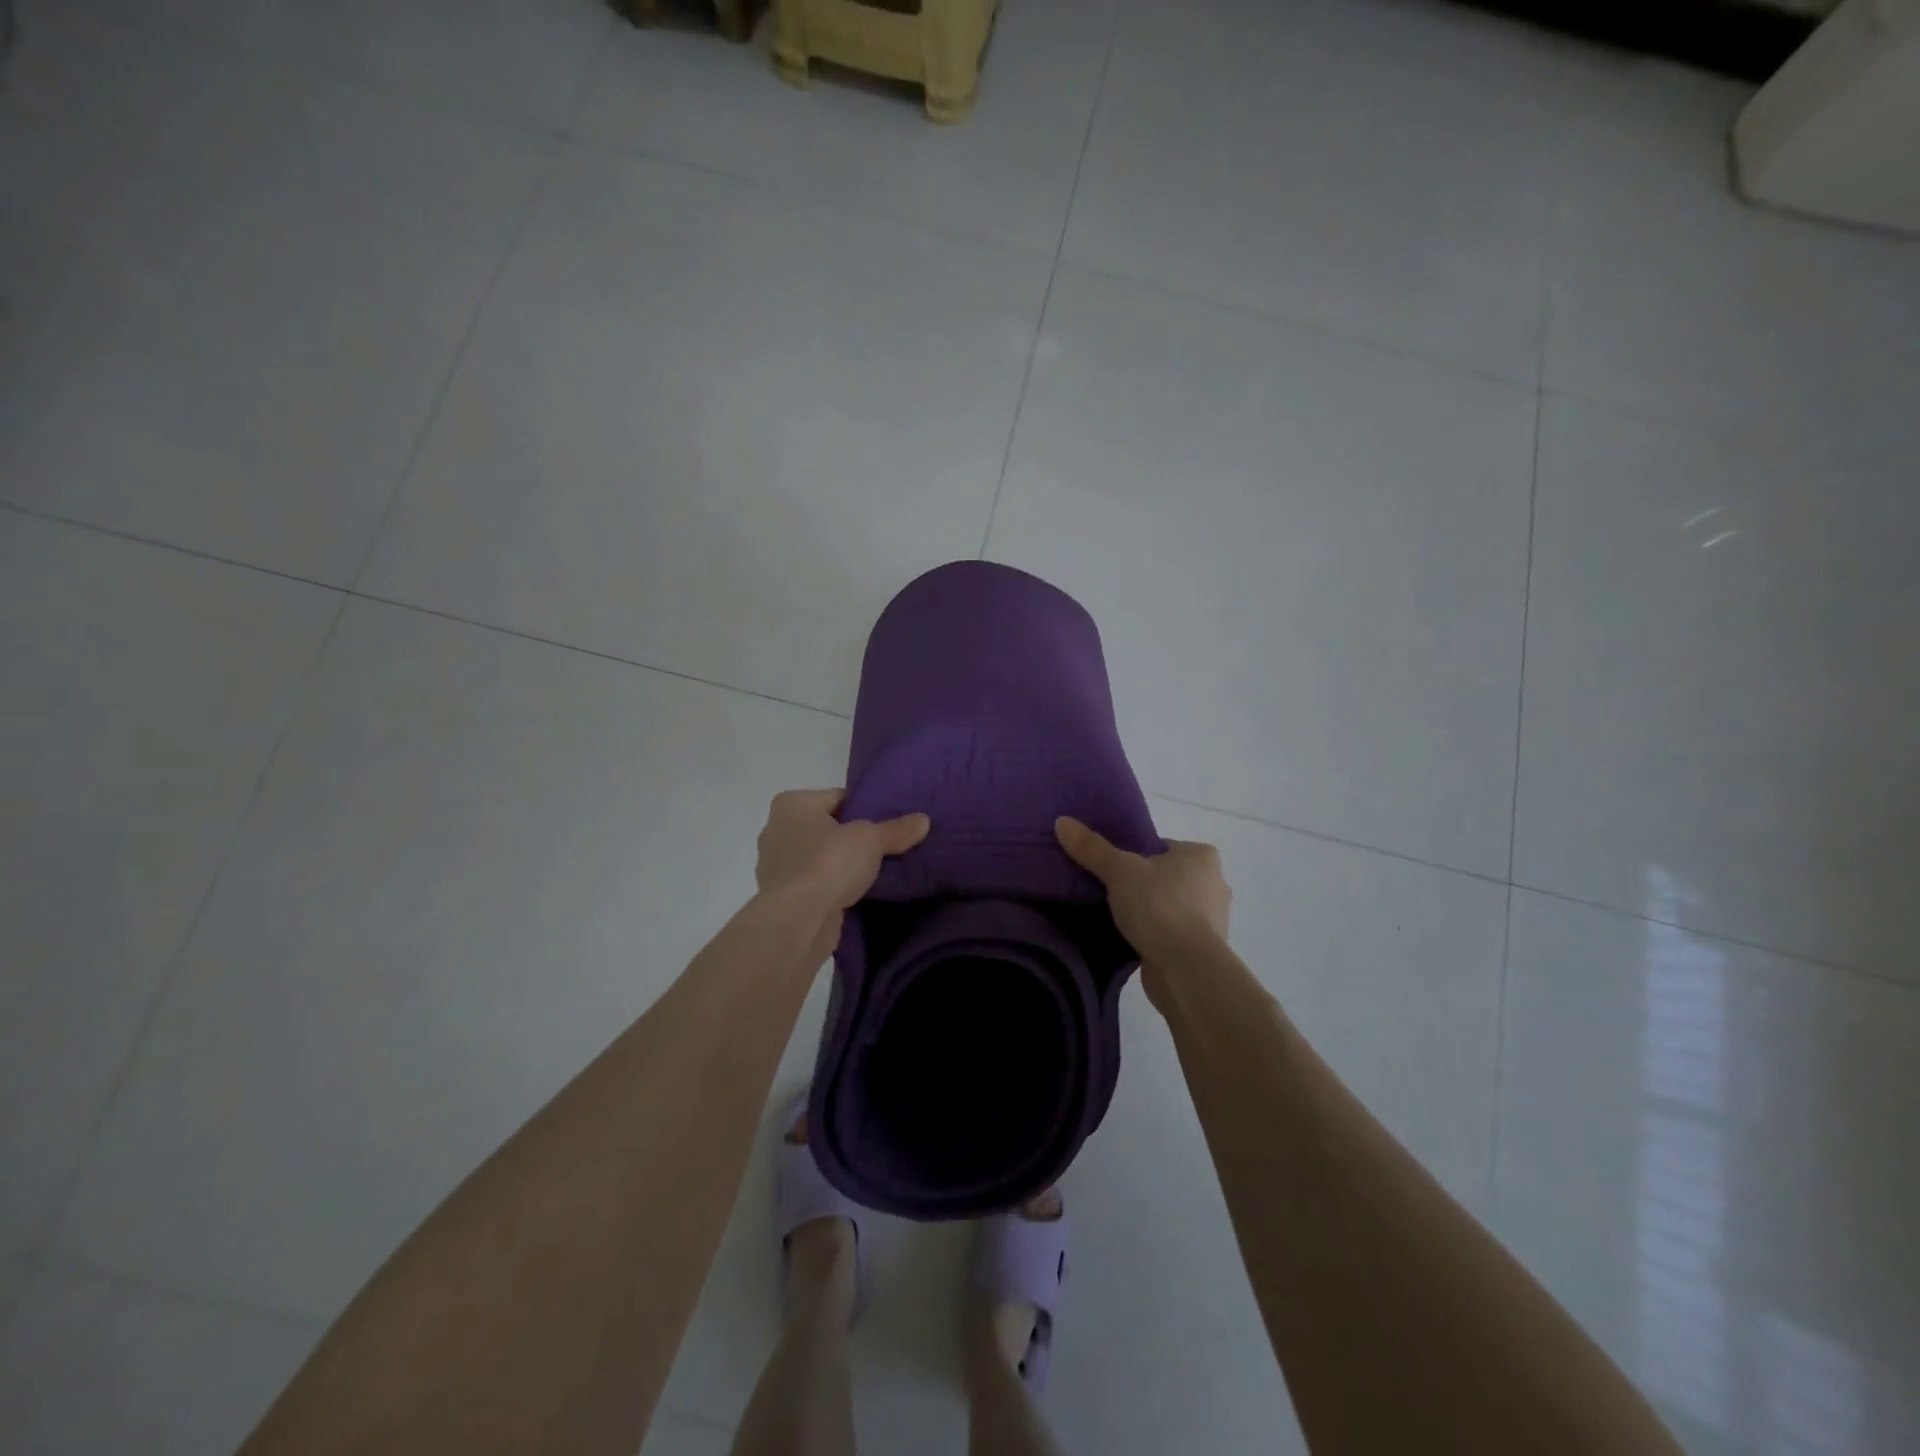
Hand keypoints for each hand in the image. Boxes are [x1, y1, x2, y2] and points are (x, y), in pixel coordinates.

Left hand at [756, 789, 930, 913]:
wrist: (799, 920)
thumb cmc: (829, 863)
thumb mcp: (871, 840)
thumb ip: (896, 829)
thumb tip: (924, 820)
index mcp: (792, 804)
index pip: (838, 798)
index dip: (865, 808)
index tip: (888, 822)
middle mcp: (776, 829)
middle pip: (827, 827)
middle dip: (852, 837)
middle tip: (884, 846)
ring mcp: (775, 865)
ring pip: (819, 856)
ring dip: (840, 864)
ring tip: (873, 871)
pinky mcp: (781, 896)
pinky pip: (814, 882)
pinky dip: (830, 886)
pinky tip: (853, 893)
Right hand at [1055, 818, 1230, 996]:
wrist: (1185, 969)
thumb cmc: (1159, 907)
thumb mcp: (1119, 870)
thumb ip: (1092, 847)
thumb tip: (1062, 821)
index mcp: (1201, 856)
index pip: (1160, 846)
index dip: (1133, 854)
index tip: (1111, 867)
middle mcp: (1214, 883)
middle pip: (1164, 876)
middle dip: (1140, 883)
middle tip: (1109, 890)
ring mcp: (1211, 919)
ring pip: (1168, 905)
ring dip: (1148, 911)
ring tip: (1116, 916)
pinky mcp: (1202, 949)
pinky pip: (1171, 932)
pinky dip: (1153, 934)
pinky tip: (1130, 939)